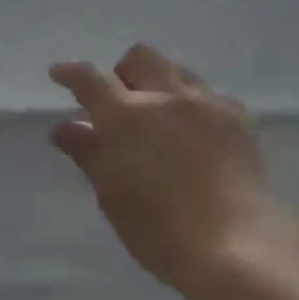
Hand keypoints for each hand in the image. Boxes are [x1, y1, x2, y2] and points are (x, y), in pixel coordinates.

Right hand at [48, 43, 281, 293]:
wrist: (234, 241)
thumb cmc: (160, 229)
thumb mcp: (113, 195)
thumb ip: (89, 153)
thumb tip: (66, 127)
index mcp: (126, 115)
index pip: (91, 79)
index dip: (71, 73)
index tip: (60, 73)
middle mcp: (167, 96)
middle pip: (141, 58)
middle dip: (123, 73)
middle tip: (120, 105)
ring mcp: (207, 102)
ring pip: (178, 71)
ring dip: (161, 83)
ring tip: (160, 117)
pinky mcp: (238, 117)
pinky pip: (210, 94)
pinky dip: (193, 104)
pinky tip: (196, 132)